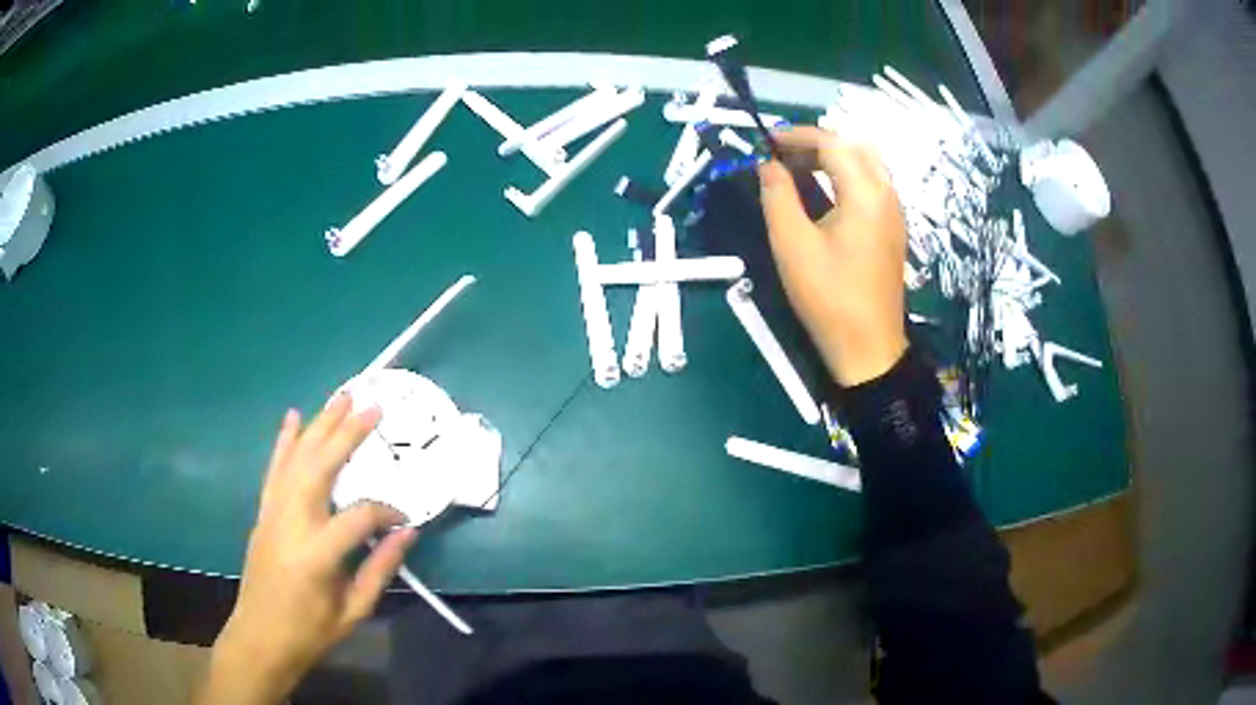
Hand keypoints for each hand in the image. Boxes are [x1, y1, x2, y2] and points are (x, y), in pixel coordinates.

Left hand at [195, 395, 418, 704]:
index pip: (359, 518)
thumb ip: (380, 569)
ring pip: (296, 459)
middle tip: (371, 406)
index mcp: (317, 554)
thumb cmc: (311, 632)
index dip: (386, 512)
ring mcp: (272, 513)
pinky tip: (292, 417)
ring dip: (319, 426)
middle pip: (319, 467)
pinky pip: (274, 470)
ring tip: (341, 397)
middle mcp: (291, 523)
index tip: (405, 519)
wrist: (261, 638)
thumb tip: (407, 533)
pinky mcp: (263, 513)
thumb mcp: (354, 611)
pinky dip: (284, 442)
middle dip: (346, 434)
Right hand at [758, 127, 908, 385]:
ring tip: (799, 172)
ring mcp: (895, 213)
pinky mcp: (894, 230)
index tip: (766, 140)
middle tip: (783, 156)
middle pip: (854, 147)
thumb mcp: (792, 245)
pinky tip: (825, 195)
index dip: (797, 135)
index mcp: (865, 193)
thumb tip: (767, 165)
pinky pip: (873, 185)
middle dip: (817, 143)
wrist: (868, 347)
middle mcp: (887, 195)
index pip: (832, 143)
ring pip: (867, 165)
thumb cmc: (828, 297)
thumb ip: (777, 196)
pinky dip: (847, 176)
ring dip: (833, 159)